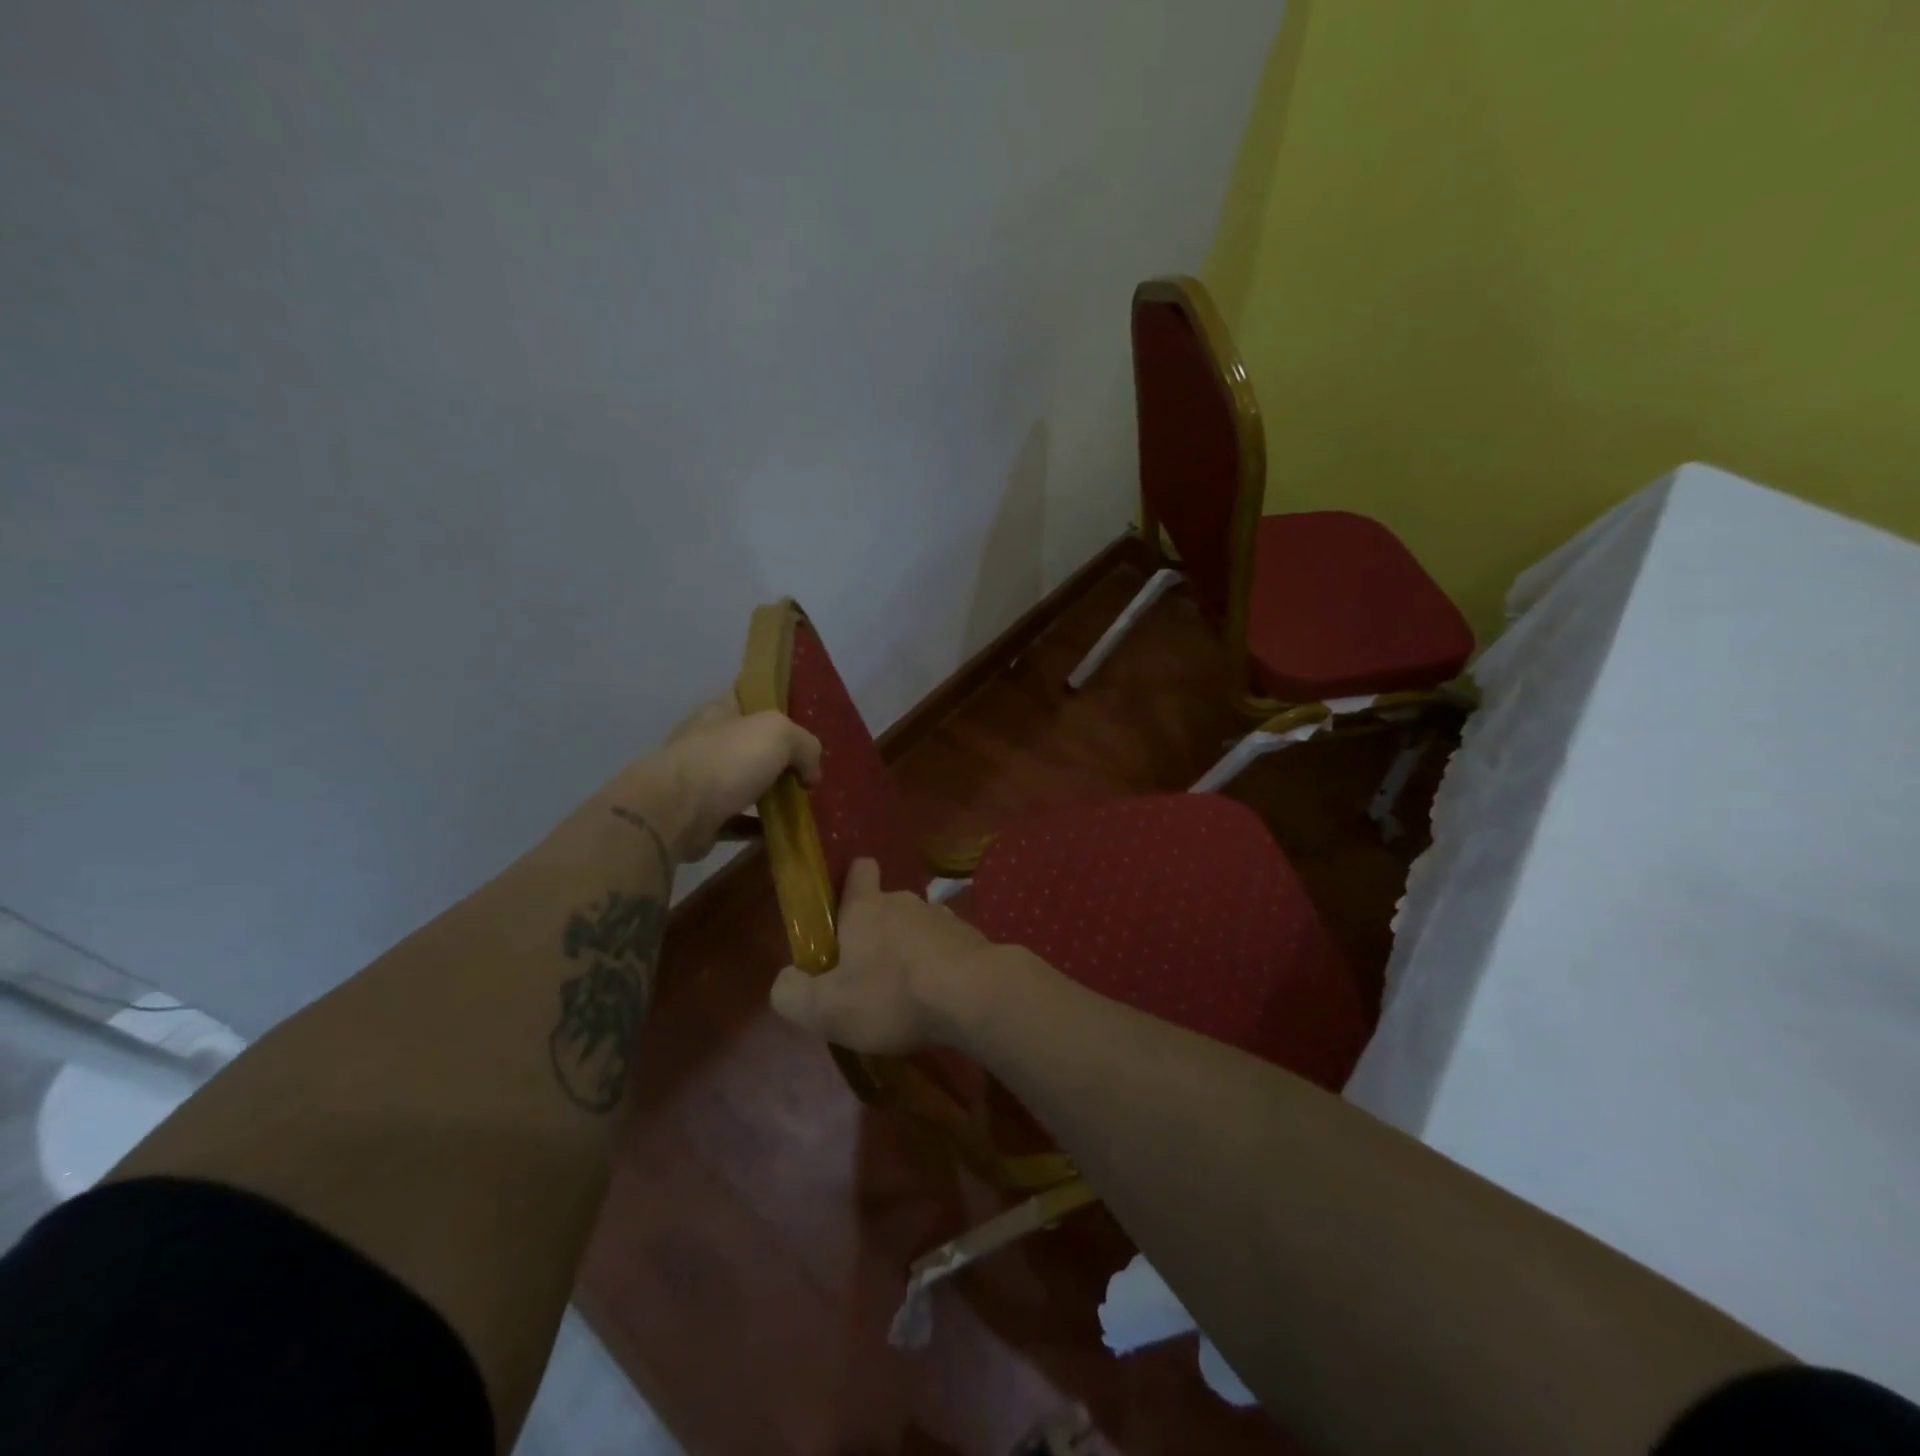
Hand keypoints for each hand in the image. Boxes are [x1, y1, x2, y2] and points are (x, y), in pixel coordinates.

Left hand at [614, 694, 821, 861]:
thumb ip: (805, 745)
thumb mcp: (779, 734)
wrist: (675, 812)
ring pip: (745, 781)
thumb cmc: (726, 759)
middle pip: (751, 741)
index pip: (748, 693)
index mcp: (721, 711)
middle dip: (779, 754)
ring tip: (802, 802)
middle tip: (809, 767)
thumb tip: (810, 774)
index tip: (802, 714)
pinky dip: (758, 826)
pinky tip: (782, 831)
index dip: (774, 698)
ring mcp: (703, 780)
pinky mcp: (702, 817)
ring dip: (770, 792)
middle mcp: (709, 740)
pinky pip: (738, 819)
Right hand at [768, 857, 1019, 1053]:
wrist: (973, 996)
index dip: (852, 882)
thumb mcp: (824, 1008)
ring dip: (911, 949)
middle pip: (887, 905)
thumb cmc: (891, 995)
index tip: (845, 908)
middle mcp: (905, 901)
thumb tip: (786, 981)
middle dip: (878, 931)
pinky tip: (940, 996)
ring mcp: (944, 917)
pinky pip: (948, 947)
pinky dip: (941, 965)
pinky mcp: (973, 939)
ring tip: (907, 989)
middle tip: (870, 973)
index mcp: (865, 908)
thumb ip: (792, 993)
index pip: (858, 871)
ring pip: (919, 926)